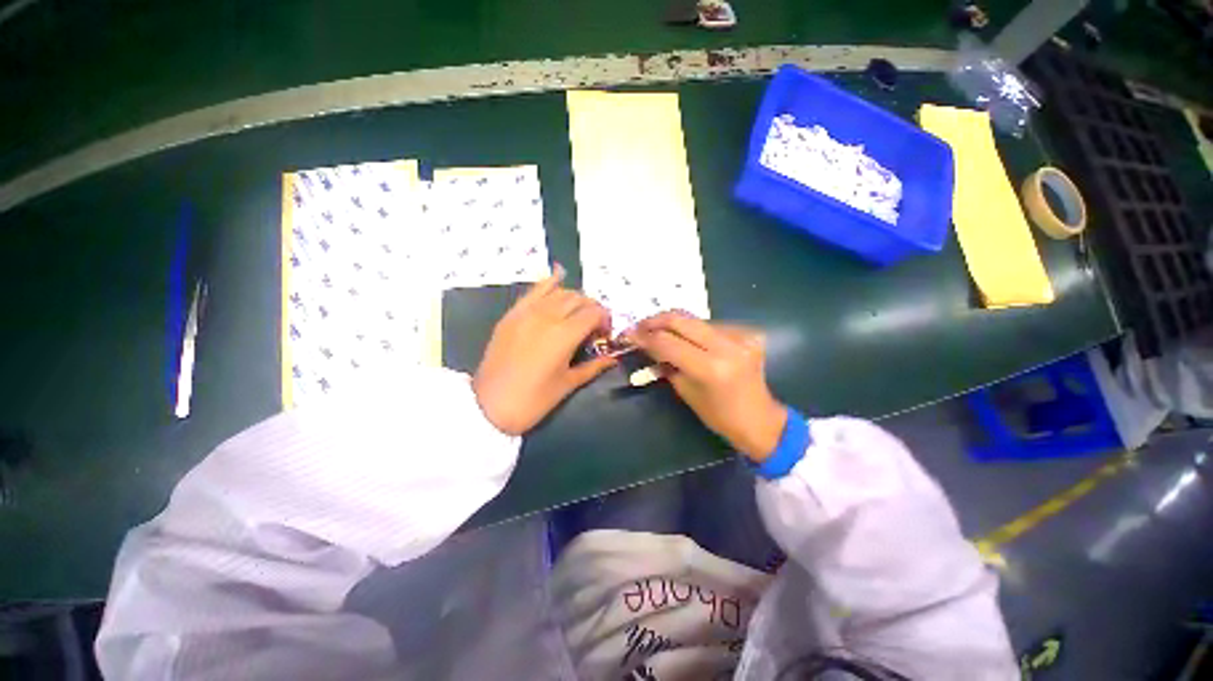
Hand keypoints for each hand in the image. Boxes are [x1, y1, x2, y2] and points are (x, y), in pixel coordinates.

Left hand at [473, 266, 616, 435]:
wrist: (489, 406)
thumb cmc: (534, 399)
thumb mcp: (568, 384)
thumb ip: (594, 366)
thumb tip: (613, 358)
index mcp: (565, 334)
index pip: (594, 313)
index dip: (605, 320)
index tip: (605, 335)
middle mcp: (548, 316)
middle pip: (579, 299)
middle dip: (592, 309)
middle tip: (593, 327)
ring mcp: (527, 312)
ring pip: (559, 291)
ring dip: (574, 298)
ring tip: (577, 313)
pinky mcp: (512, 314)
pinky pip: (534, 290)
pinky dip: (549, 282)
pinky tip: (558, 275)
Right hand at [624, 312, 787, 461]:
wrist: (760, 419)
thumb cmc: (719, 415)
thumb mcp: (685, 391)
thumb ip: (665, 363)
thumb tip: (646, 343)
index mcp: (711, 368)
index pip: (668, 342)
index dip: (645, 337)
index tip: (629, 334)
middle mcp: (727, 346)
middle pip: (681, 319)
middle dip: (655, 320)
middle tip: (640, 326)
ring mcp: (741, 336)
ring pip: (695, 319)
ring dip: (673, 324)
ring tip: (659, 332)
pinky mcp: (748, 332)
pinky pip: (711, 324)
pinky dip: (694, 330)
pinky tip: (687, 339)